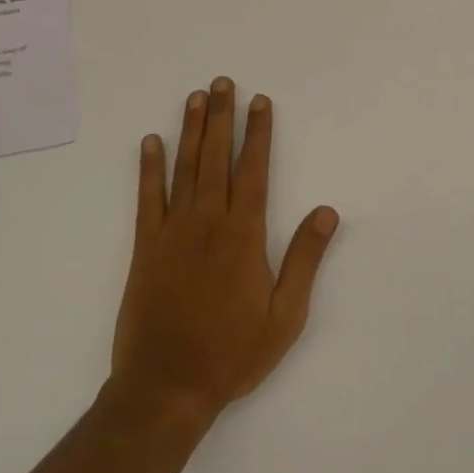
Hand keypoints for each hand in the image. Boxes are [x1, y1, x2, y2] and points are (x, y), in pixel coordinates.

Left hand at [111, 78, 339, 421]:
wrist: (165, 390)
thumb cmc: (232, 354)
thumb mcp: (285, 315)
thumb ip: (305, 259)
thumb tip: (328, 211)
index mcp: (243, 235)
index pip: (253, 170)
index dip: (258, 133)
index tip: (260, 102)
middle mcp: (207, 222)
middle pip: (216, 158)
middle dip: (222, 117)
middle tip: (222, 82)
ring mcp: (172, 233)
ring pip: (184, 169)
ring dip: (190, 130)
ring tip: (195, 97)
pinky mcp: (145, 249)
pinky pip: (147, 199)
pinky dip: (149, 168)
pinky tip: (151, 143)